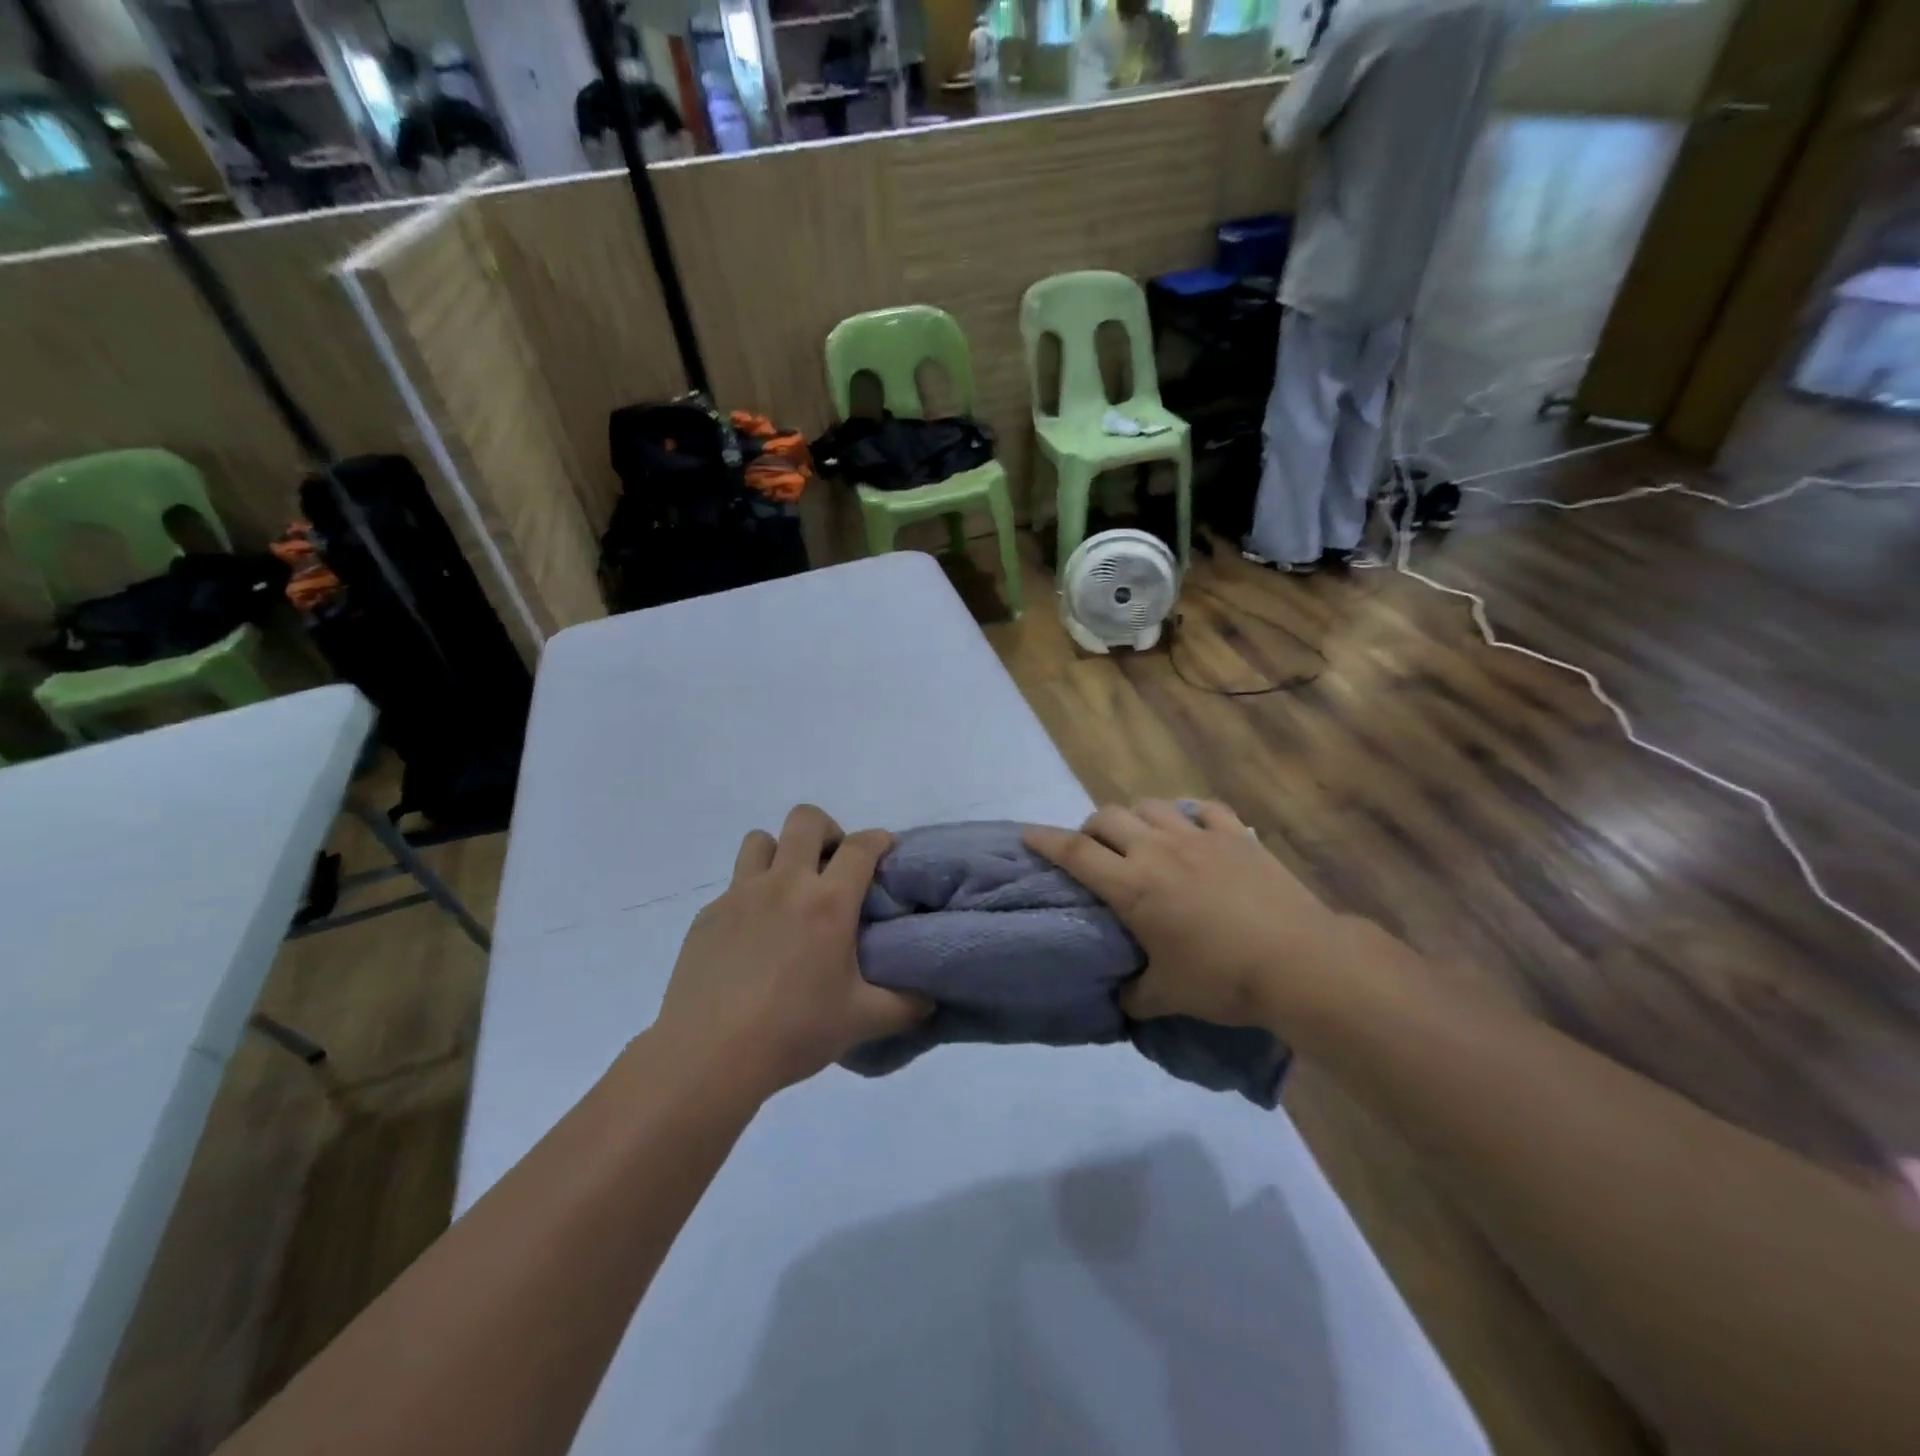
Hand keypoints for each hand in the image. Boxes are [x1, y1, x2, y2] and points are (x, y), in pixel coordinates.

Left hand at [653, 805, 928, 1097]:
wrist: (708, 1055)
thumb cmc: (793, 1032)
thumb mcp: (861, 1022)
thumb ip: (904, 1006)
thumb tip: (930, 998)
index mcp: (828, 903)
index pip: (861, 846)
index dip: (879, 839)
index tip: (886, 849)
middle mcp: (785, 884)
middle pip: (806, 820)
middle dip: (828, 830)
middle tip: (833, 867)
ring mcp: (741, 895)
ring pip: (761, 840)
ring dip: (780, 852)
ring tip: (789, 891)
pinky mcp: (708, 914)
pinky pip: (734, 885)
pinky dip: (751, 896)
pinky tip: (753, 937)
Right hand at [1025, 800, 1347, 1030]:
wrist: (1299, 963)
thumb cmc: (1224, 980)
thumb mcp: (1169, 996)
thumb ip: (1136, 994)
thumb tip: (1122, 997)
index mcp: (1132, 886)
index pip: (1074, 853)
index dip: (1045, 840)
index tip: (1027, 833)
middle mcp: (1157, 850)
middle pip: (1108, 817)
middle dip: (1092, 828)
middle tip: (1096, 851)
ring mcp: (1199, 837)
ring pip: (1151, 805)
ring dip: (1137, 817)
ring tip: (1142, 838)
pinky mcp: (1236, 835)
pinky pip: (1204, 809)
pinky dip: (1190, 814)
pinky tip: (1192, 828)